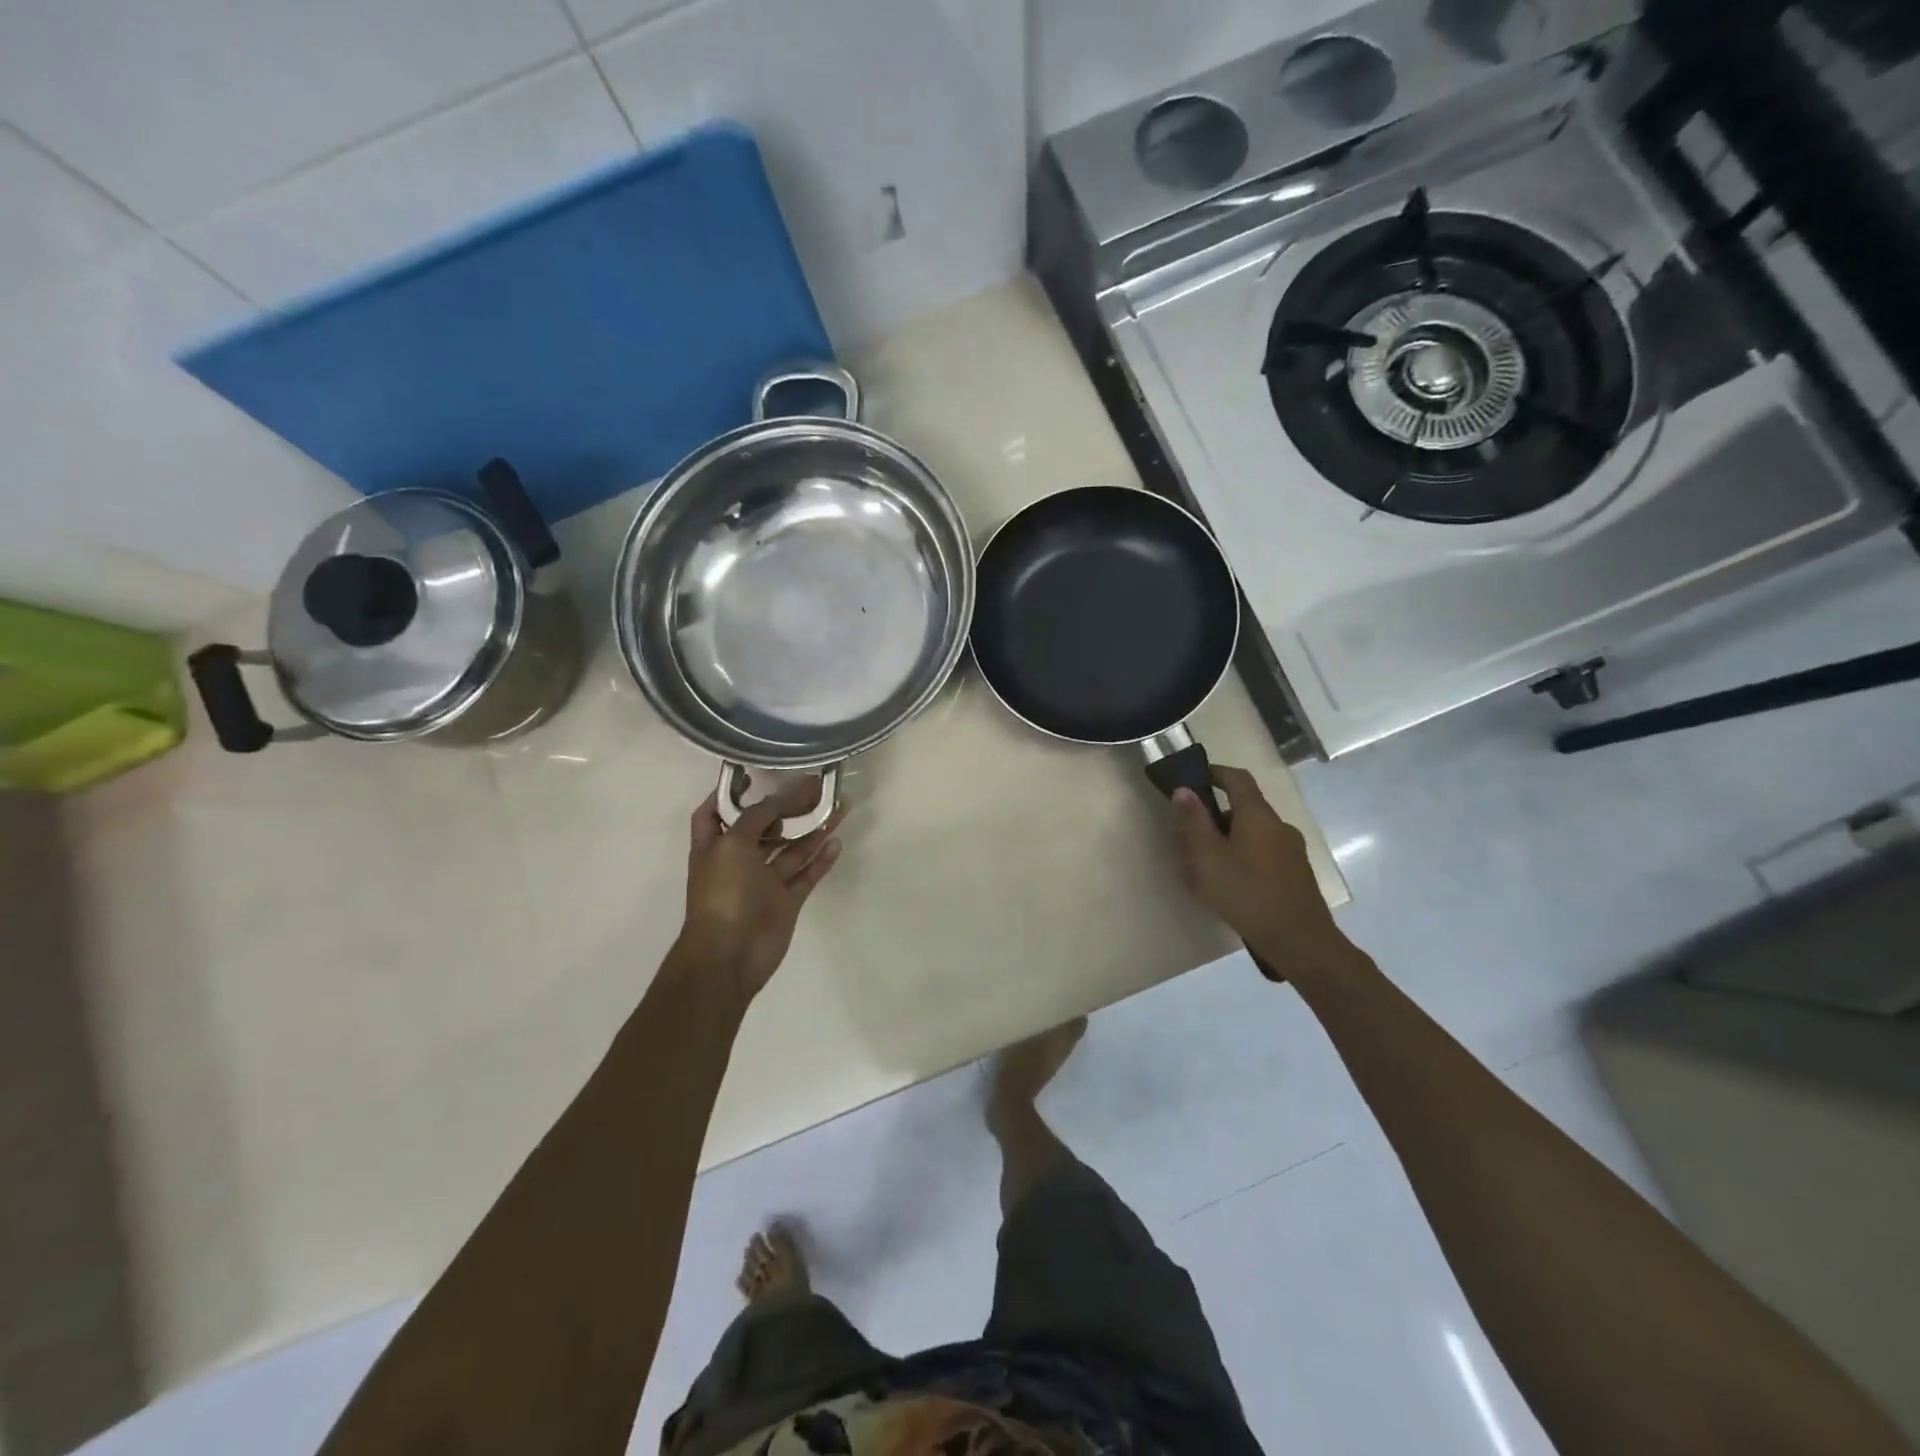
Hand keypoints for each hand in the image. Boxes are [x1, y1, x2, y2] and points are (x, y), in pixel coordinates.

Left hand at [677, 779, 845, 1009]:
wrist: (729, 956)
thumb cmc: (722, 894)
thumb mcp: (733, 844)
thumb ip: (758, 817)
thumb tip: (783, 797)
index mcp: (715, 846)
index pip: (716, 812)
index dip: (731, 793)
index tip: (755, 774)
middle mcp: (739, 861)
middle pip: (765, 827)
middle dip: (787, 807)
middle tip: (815, 787)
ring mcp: (764, 882)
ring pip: (792, 849)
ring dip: (813, 829)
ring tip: (840, 807)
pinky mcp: (786, 901)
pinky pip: (807, 875)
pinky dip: (821, 859)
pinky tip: (837, 842)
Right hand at [1170, 765, 1341, 978]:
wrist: (1300, 942)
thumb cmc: (1246, 893)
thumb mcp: (1207, 857)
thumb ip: (1193, 822)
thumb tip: (1184, 790)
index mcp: (1257, 815)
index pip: (1237, 778)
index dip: (1215, 772)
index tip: (1194, 777)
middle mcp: (1279, 826)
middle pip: (1243, 809)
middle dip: (1214, 817)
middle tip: (1188, 837)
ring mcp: (1292, 851)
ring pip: (1252, 835)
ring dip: (1227, 841)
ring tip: (1204, 868)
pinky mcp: (1296, 875)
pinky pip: (1263, 855)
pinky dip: (1242, 859)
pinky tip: (1229, 886)